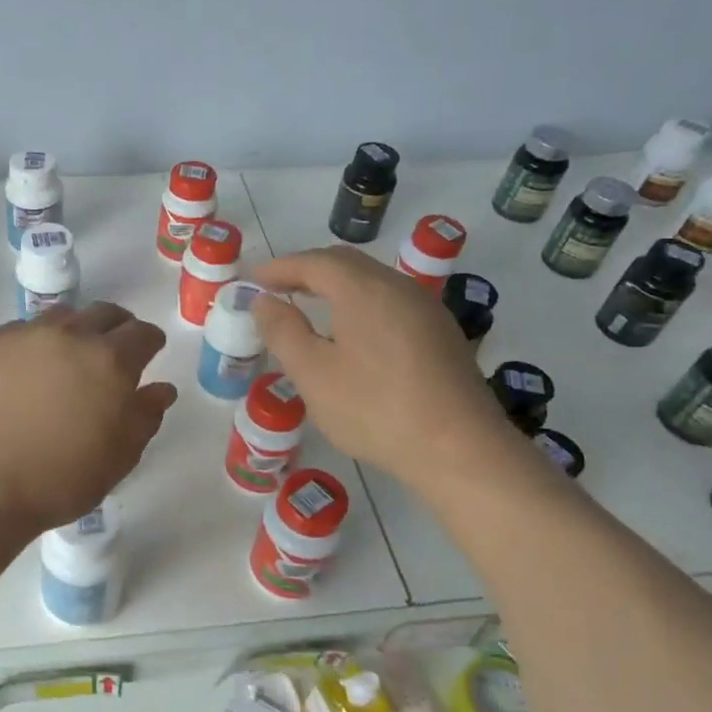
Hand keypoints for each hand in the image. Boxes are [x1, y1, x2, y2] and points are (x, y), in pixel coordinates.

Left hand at [0, 303, 177, 537]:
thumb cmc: (58, 480)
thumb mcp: (118, 459)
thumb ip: (145, 417)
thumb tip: (161, 388)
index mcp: (109, 361)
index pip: (142, 333)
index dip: (150, 342)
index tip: (149, 353)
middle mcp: (69, 336)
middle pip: (104, 313)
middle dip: (117, 328)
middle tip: (114, 351)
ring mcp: (24, 336)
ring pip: (61, 316)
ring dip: (75, 329)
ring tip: (69, 356)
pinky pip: (21, 330)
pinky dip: (35, 341)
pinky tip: (27, 369)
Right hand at [250, 247, 502, 483]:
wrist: (459, 449)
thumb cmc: (374, 409)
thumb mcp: (313, 374)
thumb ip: (283, 331)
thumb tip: (263, 301)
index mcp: (363, 289)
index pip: (314, 262)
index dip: (279, 268)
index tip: (252, 279)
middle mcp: (397, 287)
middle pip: (346, 264)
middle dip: (307, 271)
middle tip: (277, 288)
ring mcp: (425, 309)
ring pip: (371, 282)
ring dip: (335, 287)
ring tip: (308, 307)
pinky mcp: (441, 334)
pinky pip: (390, 303)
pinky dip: (359, 304)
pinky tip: (352, 333)